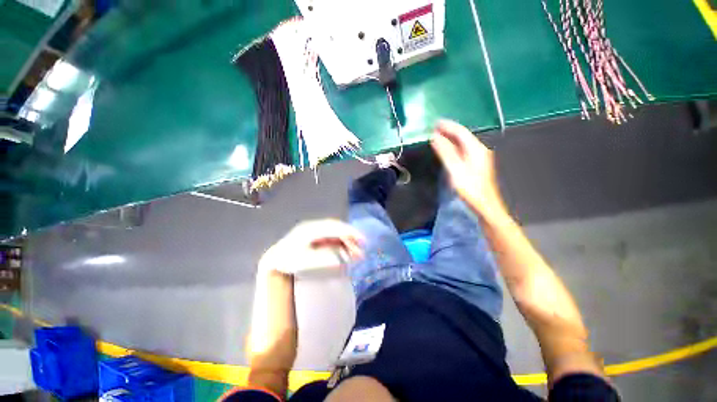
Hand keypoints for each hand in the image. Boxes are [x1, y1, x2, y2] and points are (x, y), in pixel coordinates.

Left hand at [259, 219, 364, 274]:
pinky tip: (346, 250)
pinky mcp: (315, 235)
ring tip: (356, 252)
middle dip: (351, 237)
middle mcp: (314, 226)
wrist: (275, 260)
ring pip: (335, 233)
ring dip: (347, 241)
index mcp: (311, 229)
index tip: (362, 240)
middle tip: (362, 248)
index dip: (349, 232)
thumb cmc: (289, 260)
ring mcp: (315, 230)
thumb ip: (326, 258)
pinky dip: (341, 243)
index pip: (335, 228)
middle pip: (337, 229)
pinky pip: (331, 237)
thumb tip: (345, 258)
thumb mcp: (307, 261)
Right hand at [431, 120, 505, 216]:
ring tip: (438, 136)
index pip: (461, 132)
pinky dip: (454, 146)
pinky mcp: (476, 164)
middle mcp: (479, 150)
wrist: (484, 204)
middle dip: (449, 131)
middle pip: (463, 136)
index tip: (435, 123)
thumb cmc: (470, 188)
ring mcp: (479, 157)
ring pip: (463, 143)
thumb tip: (435, 137)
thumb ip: (445, 152)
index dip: (448, 126)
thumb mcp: (455, 169)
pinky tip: (447, 149)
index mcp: (476, 149)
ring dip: (451, 138)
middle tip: (434, 128)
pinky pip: (463, 150)